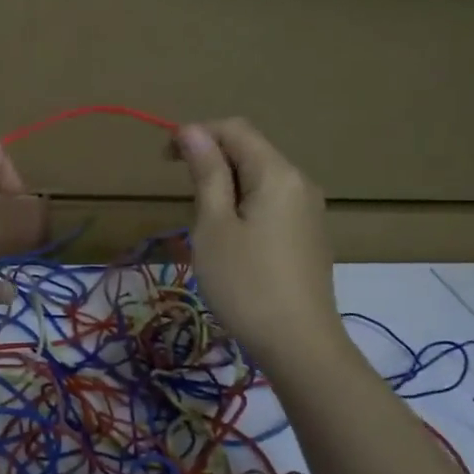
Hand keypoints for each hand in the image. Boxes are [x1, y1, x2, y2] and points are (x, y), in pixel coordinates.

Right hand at [174, 118, 344, 376]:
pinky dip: (243, 208)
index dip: (196, 133)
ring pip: (259, 180)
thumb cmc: (245, 283)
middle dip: (210, 162)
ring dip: (225, 188)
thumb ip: (206, 173)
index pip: (234, 129)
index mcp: (277, 173)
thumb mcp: (214, 226)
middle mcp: (299, 182)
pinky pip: (271, 205)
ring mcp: (308, 211)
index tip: (164, 160)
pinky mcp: (308, 236)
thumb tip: (192, 131)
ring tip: (203, 227)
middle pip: (249, 152)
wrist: (299, 344)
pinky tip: (231, 244)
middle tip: (183, 200)